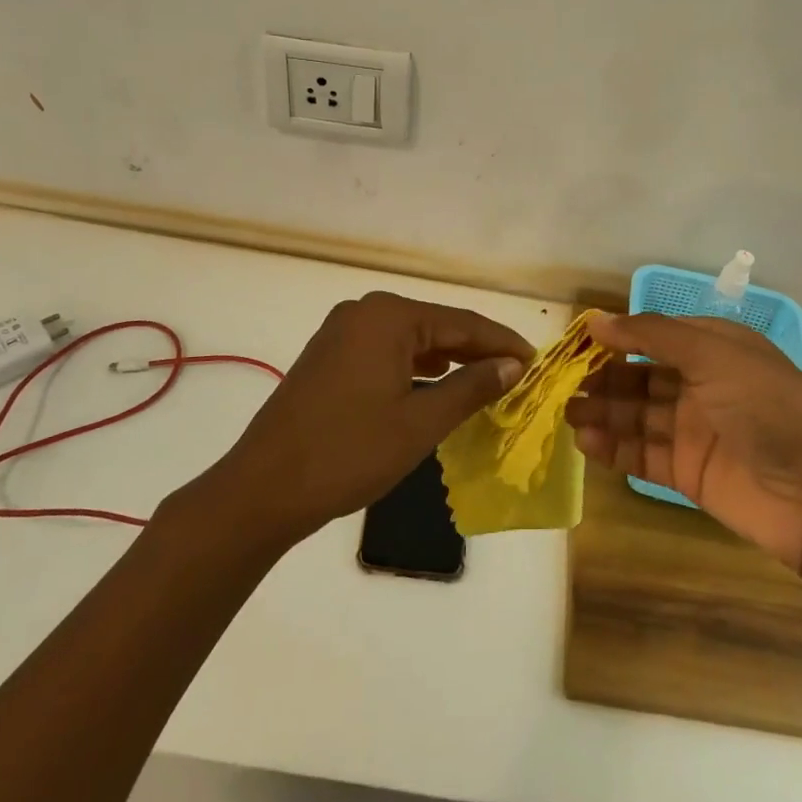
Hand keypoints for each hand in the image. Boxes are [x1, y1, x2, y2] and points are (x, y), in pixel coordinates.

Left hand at [217, 292, 531, 541]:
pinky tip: (438, 388)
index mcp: (388, 316)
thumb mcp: (420, 423)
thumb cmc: (349, 453)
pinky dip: (416, 370)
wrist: (263, 489)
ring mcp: (342, 333)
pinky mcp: (329, 357)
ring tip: (487, 383)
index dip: (502, 342)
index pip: (461, 322)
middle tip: (518, 375)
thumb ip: (471, 387)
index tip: (538, 361)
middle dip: (476, 351)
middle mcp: (364, 312)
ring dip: (448, 361)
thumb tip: (513, 365)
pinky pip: (386, 354)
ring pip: (411, 341)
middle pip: (436, 327)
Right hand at [569, 313, 801, 579]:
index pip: (655, 336)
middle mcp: (703, 385)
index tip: (576, 342)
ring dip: (603, 412)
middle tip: (562, 384)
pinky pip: (644, 454)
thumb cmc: (769, 407)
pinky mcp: (690, 473)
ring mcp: (695, 431)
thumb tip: (596, 319)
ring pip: (637, 416)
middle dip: (603, 378)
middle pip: (641, 377)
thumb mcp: (713, 354)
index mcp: (715, 349)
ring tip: (567, 414)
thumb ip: (652, 335)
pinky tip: (586, 442)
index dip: (618, 338)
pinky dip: (614, 448)